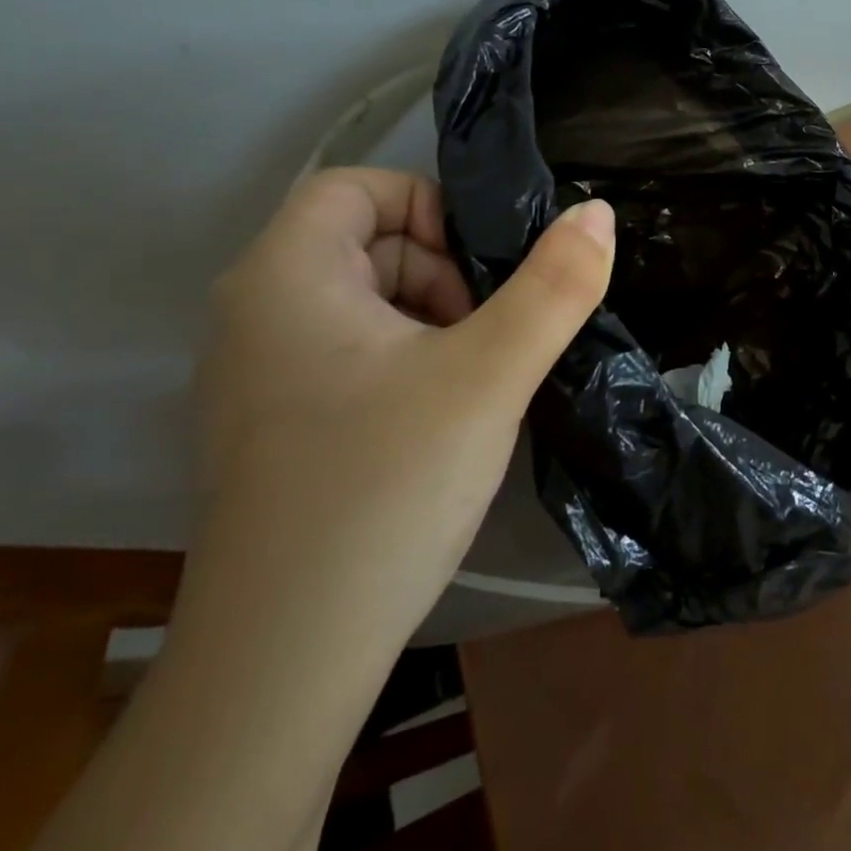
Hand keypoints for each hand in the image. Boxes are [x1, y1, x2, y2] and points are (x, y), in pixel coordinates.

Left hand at [181, 167, 615, 656]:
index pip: (357, 187)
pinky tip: (438, 422)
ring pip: (362, 303)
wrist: (284, 664)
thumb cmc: (383, 488)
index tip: (485, 268)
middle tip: (489, 339)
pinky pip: (348, 355)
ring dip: (431, 322)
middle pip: (365, 244)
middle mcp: (252, 313)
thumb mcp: (490, 374)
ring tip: (472, 384)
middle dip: (442, 273)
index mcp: (284, 276)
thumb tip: (598, 212)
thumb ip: (555, 286)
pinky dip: (404, 364)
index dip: (430, 207)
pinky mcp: (270, 428)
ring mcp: (254, 376)